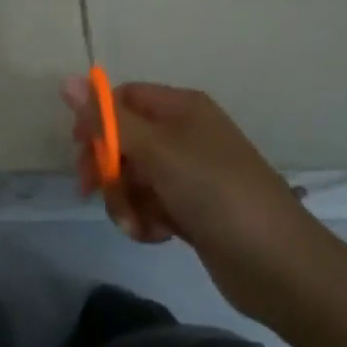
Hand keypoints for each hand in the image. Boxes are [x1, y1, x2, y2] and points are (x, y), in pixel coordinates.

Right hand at [63, 78, 313, 320]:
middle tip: (93, 190)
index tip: (79, 149)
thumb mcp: (158, 152)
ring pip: (134, 176)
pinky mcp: (192, 211)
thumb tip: (66, 80)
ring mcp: (189, 174)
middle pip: (125, 139)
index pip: (124, 98)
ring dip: (125, 200)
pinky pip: (151, 204)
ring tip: (138, 225)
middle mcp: (184, 134)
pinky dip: (146, 219)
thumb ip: (110, 120)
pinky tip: (156, 236)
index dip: (98, 119)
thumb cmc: (216, 193)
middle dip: (108, 166)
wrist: (280, 266)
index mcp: (181, 108)